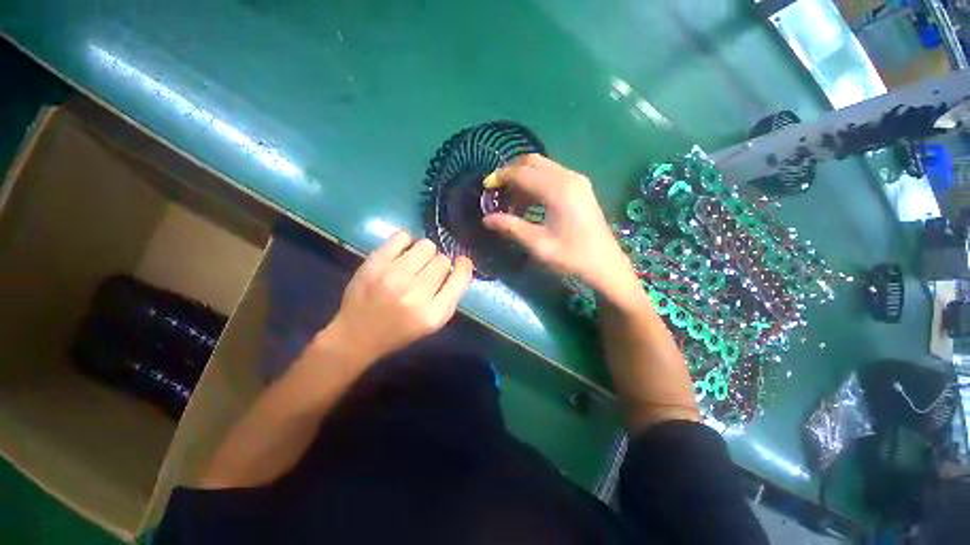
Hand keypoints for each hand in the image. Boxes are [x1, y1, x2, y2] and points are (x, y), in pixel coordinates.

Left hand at [321, 231, 472, 365]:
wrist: (356, 335)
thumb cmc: (399, 331)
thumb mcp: (433, 322)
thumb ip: (449, 295)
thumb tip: (458, 264)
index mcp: (434, 314)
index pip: (460, 278)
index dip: (463, 267)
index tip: (460, 263)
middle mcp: (416, 293)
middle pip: (443, 260)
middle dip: (439, 265)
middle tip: (426, 273)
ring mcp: (394, 276)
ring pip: (426, 246)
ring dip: (425, 253)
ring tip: (414, 263)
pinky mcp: (375, 263)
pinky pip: (403, 236)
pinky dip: (406, 242)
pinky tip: (401, 254)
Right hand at [483, 154, 639, 303]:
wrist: (605, 265)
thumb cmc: (572, 256)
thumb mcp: (538, 244)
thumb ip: (511, 227)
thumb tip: (486, 218)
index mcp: (558, 190)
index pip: (521, 173)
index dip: (501, 177)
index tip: (486, 188)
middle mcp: (568, 177)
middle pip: (532, 161)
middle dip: (511, 172)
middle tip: (497, 192)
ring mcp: (577, 180)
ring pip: (542, 167)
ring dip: (523, 179)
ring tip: (511, 203)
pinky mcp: (580, 187)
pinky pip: (552, 176)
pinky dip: (536, 183)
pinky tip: (529, 203)